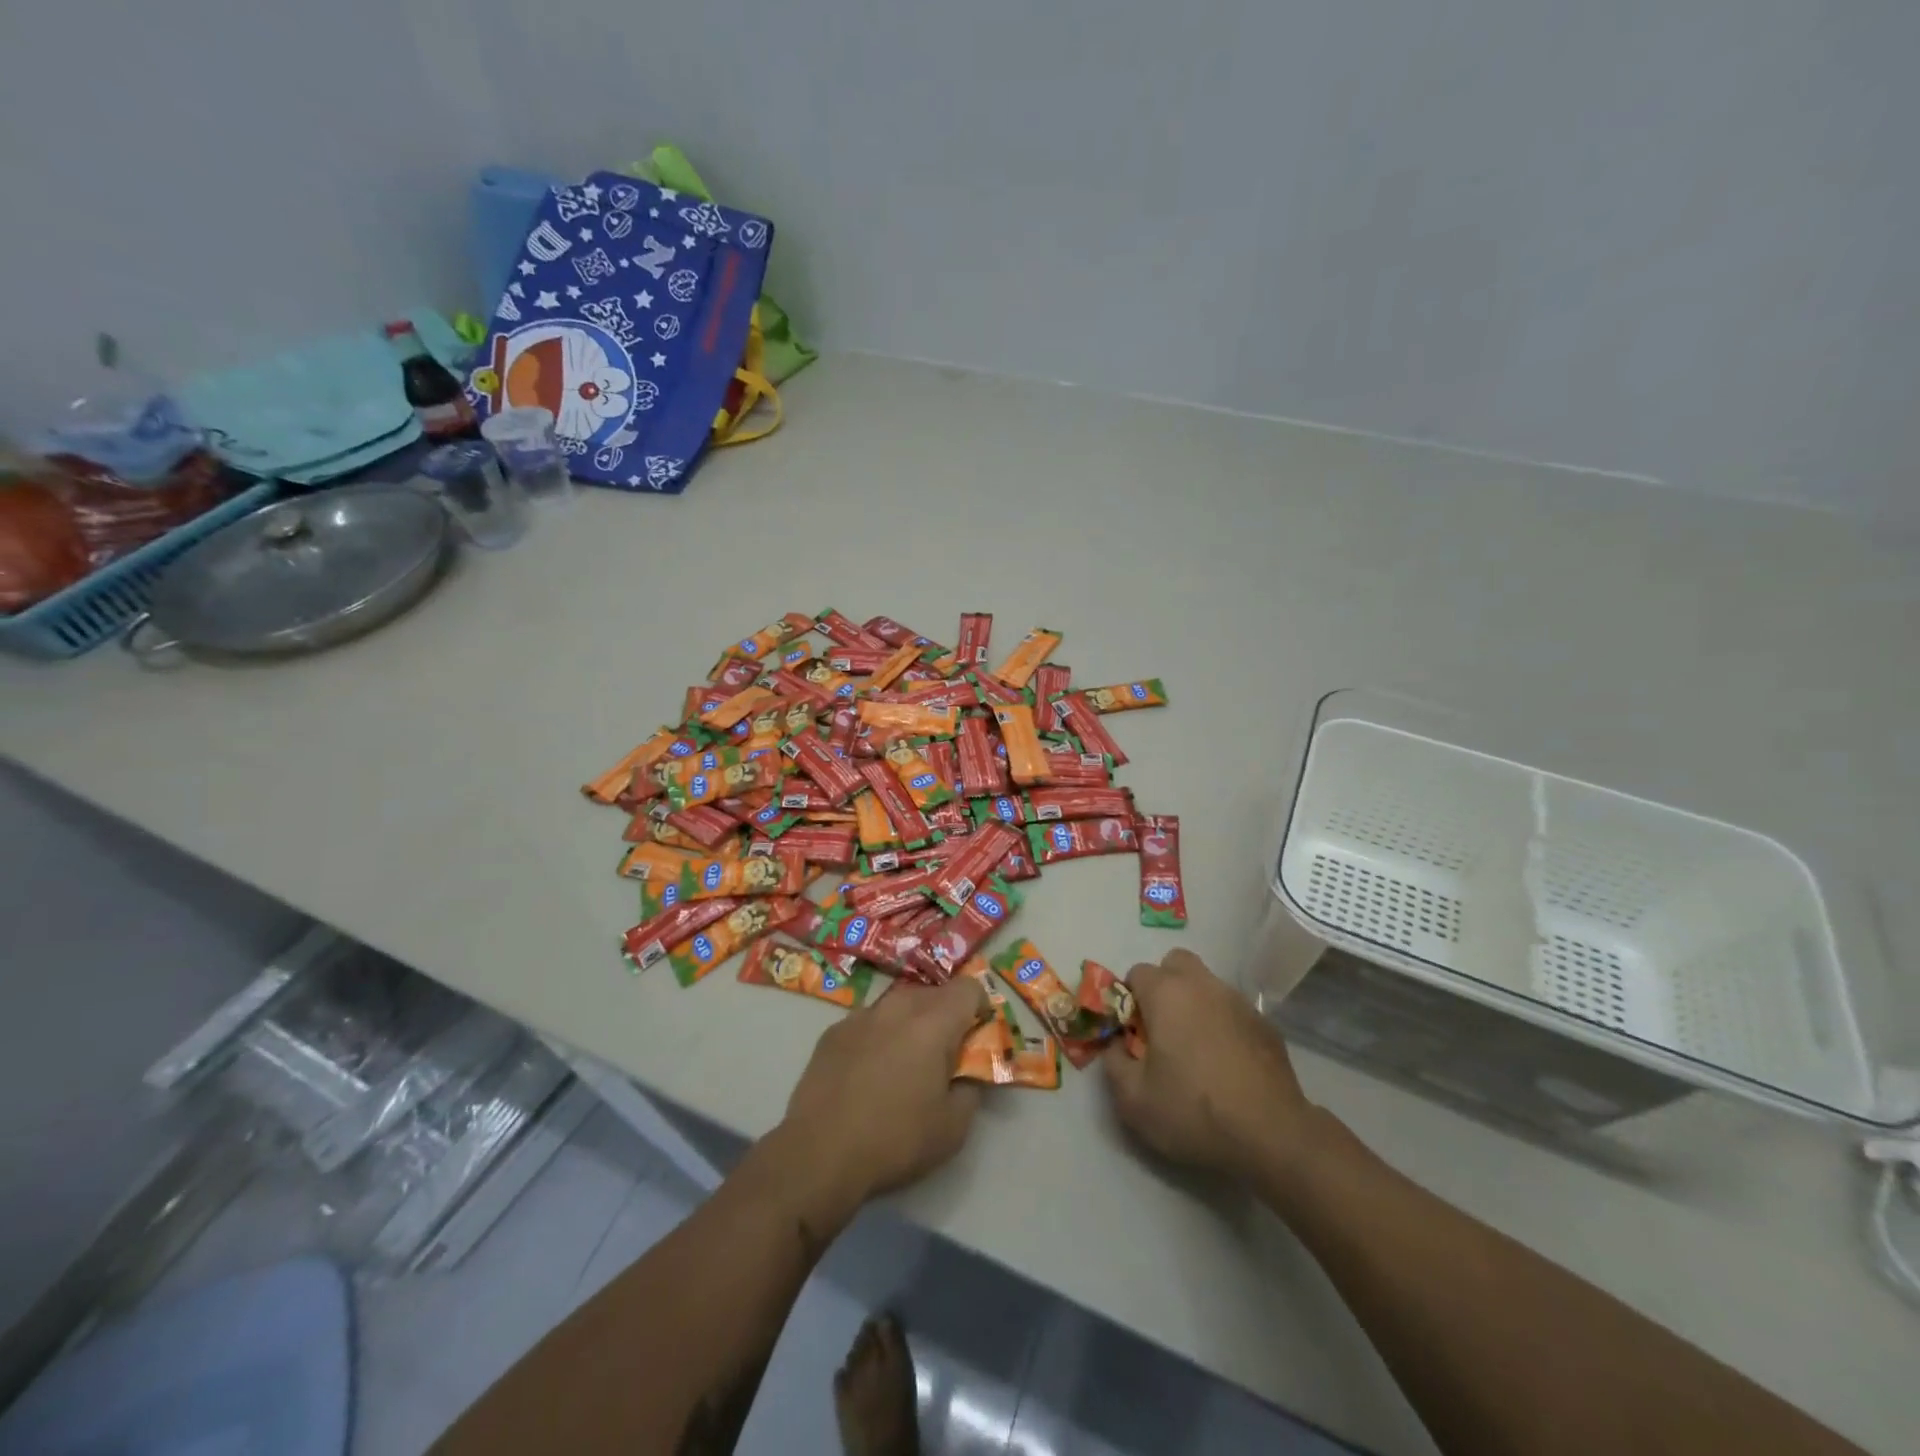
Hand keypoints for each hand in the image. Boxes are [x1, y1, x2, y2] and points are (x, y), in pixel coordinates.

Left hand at [781, 976, 989, 1210]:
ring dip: (910, 1025)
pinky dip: (878, 1037)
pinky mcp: (833, 1032)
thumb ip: (971, 1088)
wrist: (819, 1154)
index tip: (977, 1038)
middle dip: (945, 1017)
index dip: (980, 1008)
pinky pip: (868, 1023)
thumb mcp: (953, 1127)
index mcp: (933, 1023)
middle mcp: (897, 1007)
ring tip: (903, 1064)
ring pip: (898, 1006)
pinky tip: (868, 1073)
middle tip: (943, 1057)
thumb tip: (968, 1072)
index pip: (969, 988)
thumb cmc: (895, 1140)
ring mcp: (860, 1016)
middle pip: (933, 994)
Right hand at [1103, 948, 1318, 1182]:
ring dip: (1195, 1004)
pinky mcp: (1267, 1025)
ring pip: (1207, 986)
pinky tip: (1228, 1065)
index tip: (1133, 1033)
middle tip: (1162, 1028)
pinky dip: (1224, 1025)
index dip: (1129, 1000)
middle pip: (1176, 964)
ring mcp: (1239, 1002)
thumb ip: (1114, 1063)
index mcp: (1166, 993)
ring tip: (1197, 1050)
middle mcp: (1203, 985)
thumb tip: (1117, 1045)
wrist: (1272, 1136)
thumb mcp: (1133, 1100)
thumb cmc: (1193, 1111)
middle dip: (1164, 986)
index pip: (1137, 972)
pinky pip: (1234, 1012)